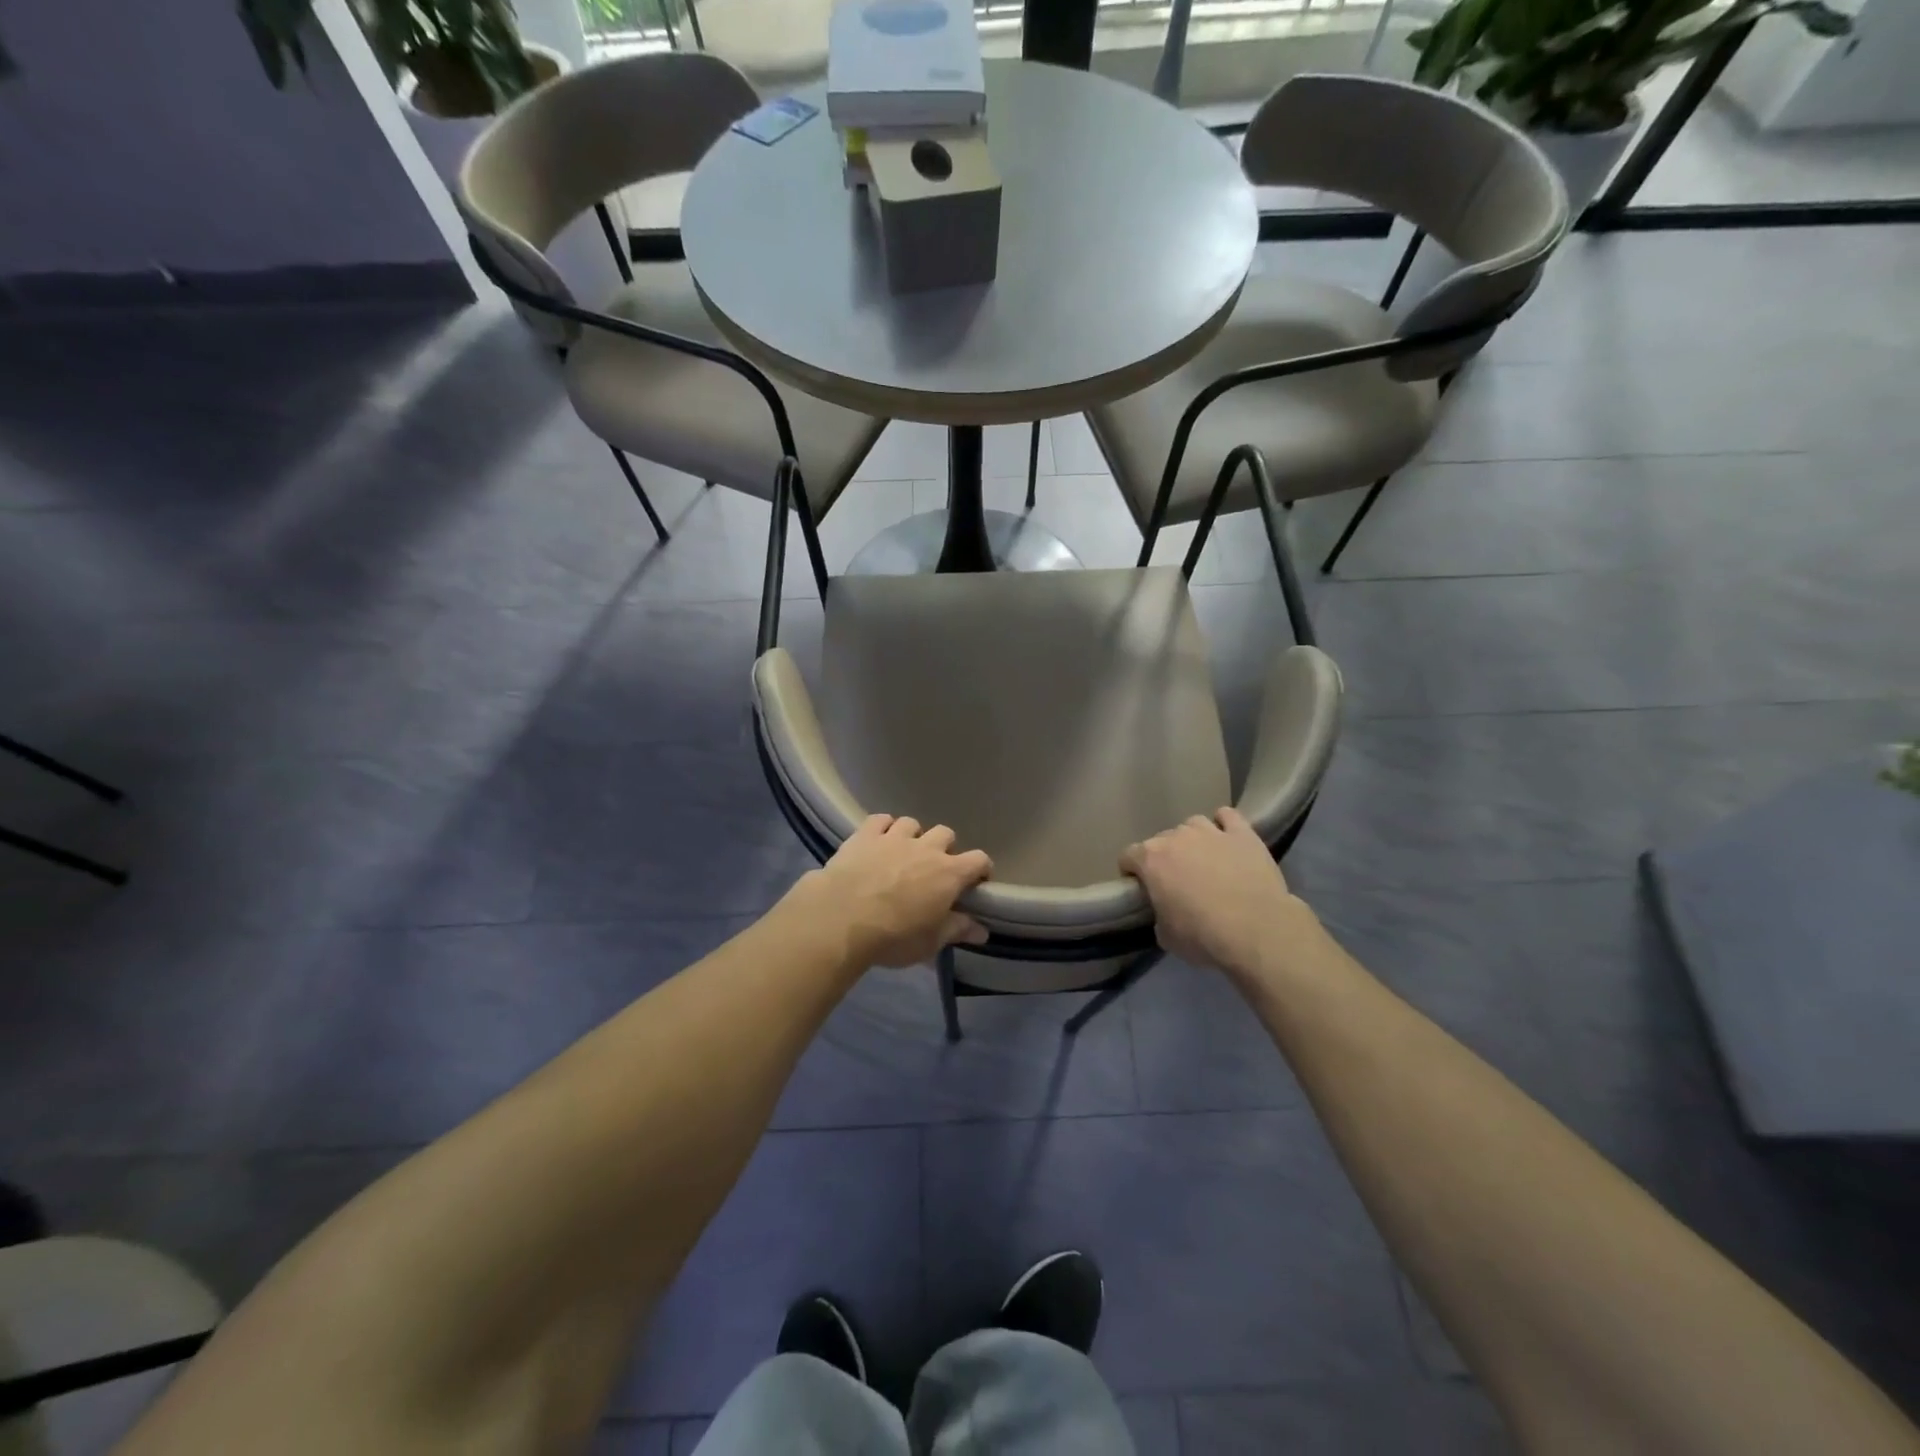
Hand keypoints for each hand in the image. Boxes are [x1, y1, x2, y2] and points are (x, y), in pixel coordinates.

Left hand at [800, 815, 992, 967]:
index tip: (976, 882)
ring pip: (912, 823)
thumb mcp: (930, 942)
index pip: (979, 860)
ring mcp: (895, 837)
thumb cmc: (893, 936)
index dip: (981, 869)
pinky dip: (882, 827)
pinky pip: (880, 819)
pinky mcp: (866, 834)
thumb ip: (957, 931)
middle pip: (946, 834)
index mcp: (949, 874)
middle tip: (933, 869)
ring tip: (903, 853)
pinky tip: (878, 839)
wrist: (842, 918)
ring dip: (912, 836)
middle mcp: (926, 848)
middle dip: (944, 848)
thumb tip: (982, 931)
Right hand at [1120, 807, 1306, 974]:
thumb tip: (1165, 909)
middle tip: (1178, 883)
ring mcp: (1211, 832)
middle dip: (1165, 858)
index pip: (1128, 856)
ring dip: (1193, 839)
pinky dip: (1224, 824)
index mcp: (1150, 860)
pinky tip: (1228, 839)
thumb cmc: (1203, 935)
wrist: (1256, 930)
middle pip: (1161, 840)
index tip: (1141, 888)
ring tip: (1204, 860)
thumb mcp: (1166, 936)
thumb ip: (1158, 915)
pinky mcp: (1243, 834)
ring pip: (1193, 824)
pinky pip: (1228, 816)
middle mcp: (1176, 837)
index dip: (1132, 872)